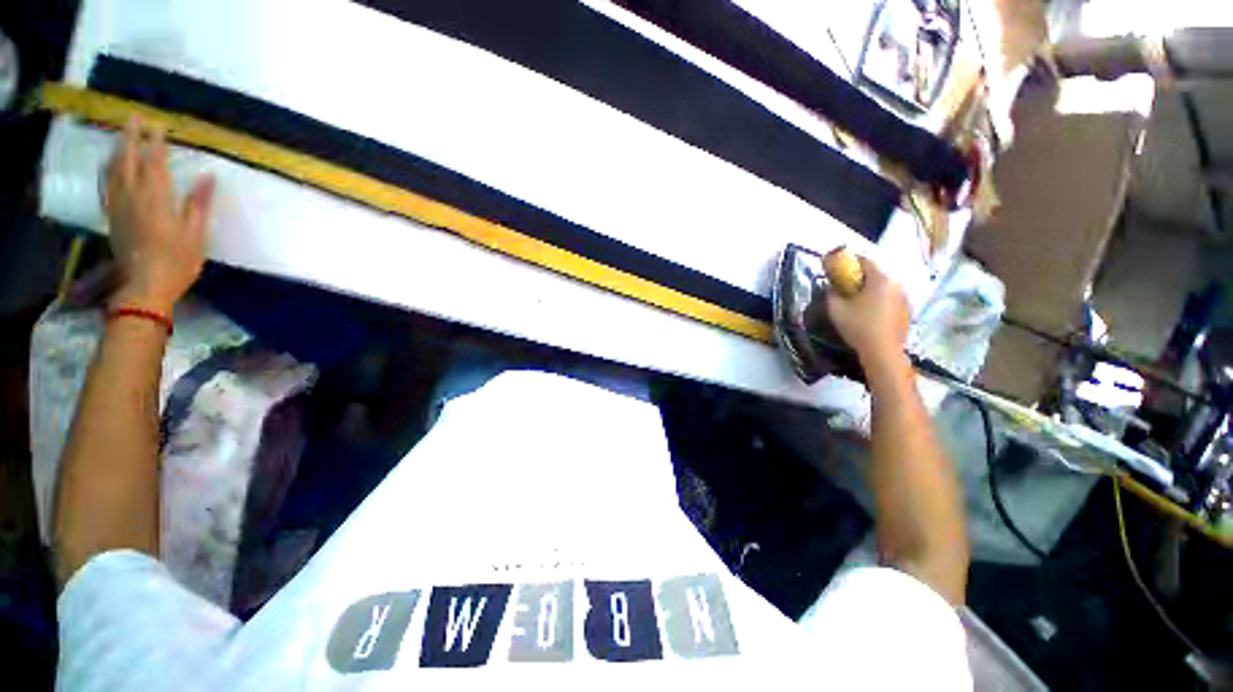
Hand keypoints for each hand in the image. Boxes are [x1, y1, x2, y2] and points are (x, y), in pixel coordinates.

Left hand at [104, 116, 215, 314]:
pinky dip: (109, 169)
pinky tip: (110, 165)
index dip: (157, 143)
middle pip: (129, 161)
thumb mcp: (196, 235)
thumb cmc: (177, 262)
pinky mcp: (113, 217)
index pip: (155, 164)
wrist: (144, 286)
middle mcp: (133, 197)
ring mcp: (119, 206)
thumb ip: (198, 204)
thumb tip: (208, 177)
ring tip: (121, 135)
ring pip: (114, 170)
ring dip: (118, 149)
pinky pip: (108, 185)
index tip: (159, 125)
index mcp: (156, 200)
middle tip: (133, 118)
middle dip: (131, 138)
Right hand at [825, 256, 909, 368]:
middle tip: (844, 285)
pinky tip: (868, 311)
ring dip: (869, 287)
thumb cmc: (858, 326)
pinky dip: (878, 298)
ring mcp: (904, 296)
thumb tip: (831, 286)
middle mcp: (896, 282)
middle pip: (876, 271)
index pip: (864, 259)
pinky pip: (889, 296)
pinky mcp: (906, 309)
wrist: (882, 351)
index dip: (848, 261)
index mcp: (880, 278)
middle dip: (859, 275)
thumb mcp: (835, 308)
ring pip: (883, 284)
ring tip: (855, 299)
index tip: (837, 269)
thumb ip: (831, 293)